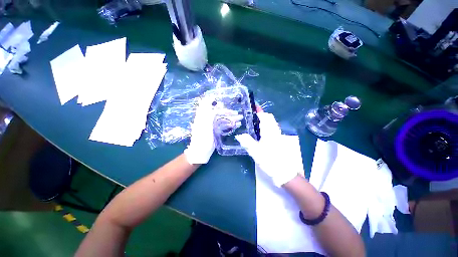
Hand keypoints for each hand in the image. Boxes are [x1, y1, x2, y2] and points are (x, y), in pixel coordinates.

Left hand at [184, 96, 241, 163]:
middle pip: (219, 113)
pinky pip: (224, 126)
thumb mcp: (204, 126)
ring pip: (223, 120)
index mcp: (204, 117)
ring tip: (240, 118)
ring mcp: (213, 126)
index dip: (213, 101)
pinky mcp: (216, 131)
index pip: (209, 107)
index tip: (219, 97)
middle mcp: (208, 120)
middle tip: (237, 113)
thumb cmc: (202, 139)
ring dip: (231, 119)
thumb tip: (213, 105)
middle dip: (228, 112)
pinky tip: (237, 125)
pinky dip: (230, 125)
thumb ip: (208, 115)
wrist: (201, 152)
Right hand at [235, 112, 299, 186]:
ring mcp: (278, 136)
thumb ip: (247, 142)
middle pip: (269, 119)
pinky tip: (259, 133)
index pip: (265, 117)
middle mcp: (275, 131)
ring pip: (271, 124)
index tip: (253, 107)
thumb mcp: (256, 152)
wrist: (284, 172)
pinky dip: (266, 127)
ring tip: (253, 123)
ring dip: (264, 121)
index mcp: (269, 132)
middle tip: (251, 116)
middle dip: (261, 115)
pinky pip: (272, 130)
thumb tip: (239, 135)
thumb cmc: (270, 161)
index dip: (259, 111)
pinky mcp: (279, 141)